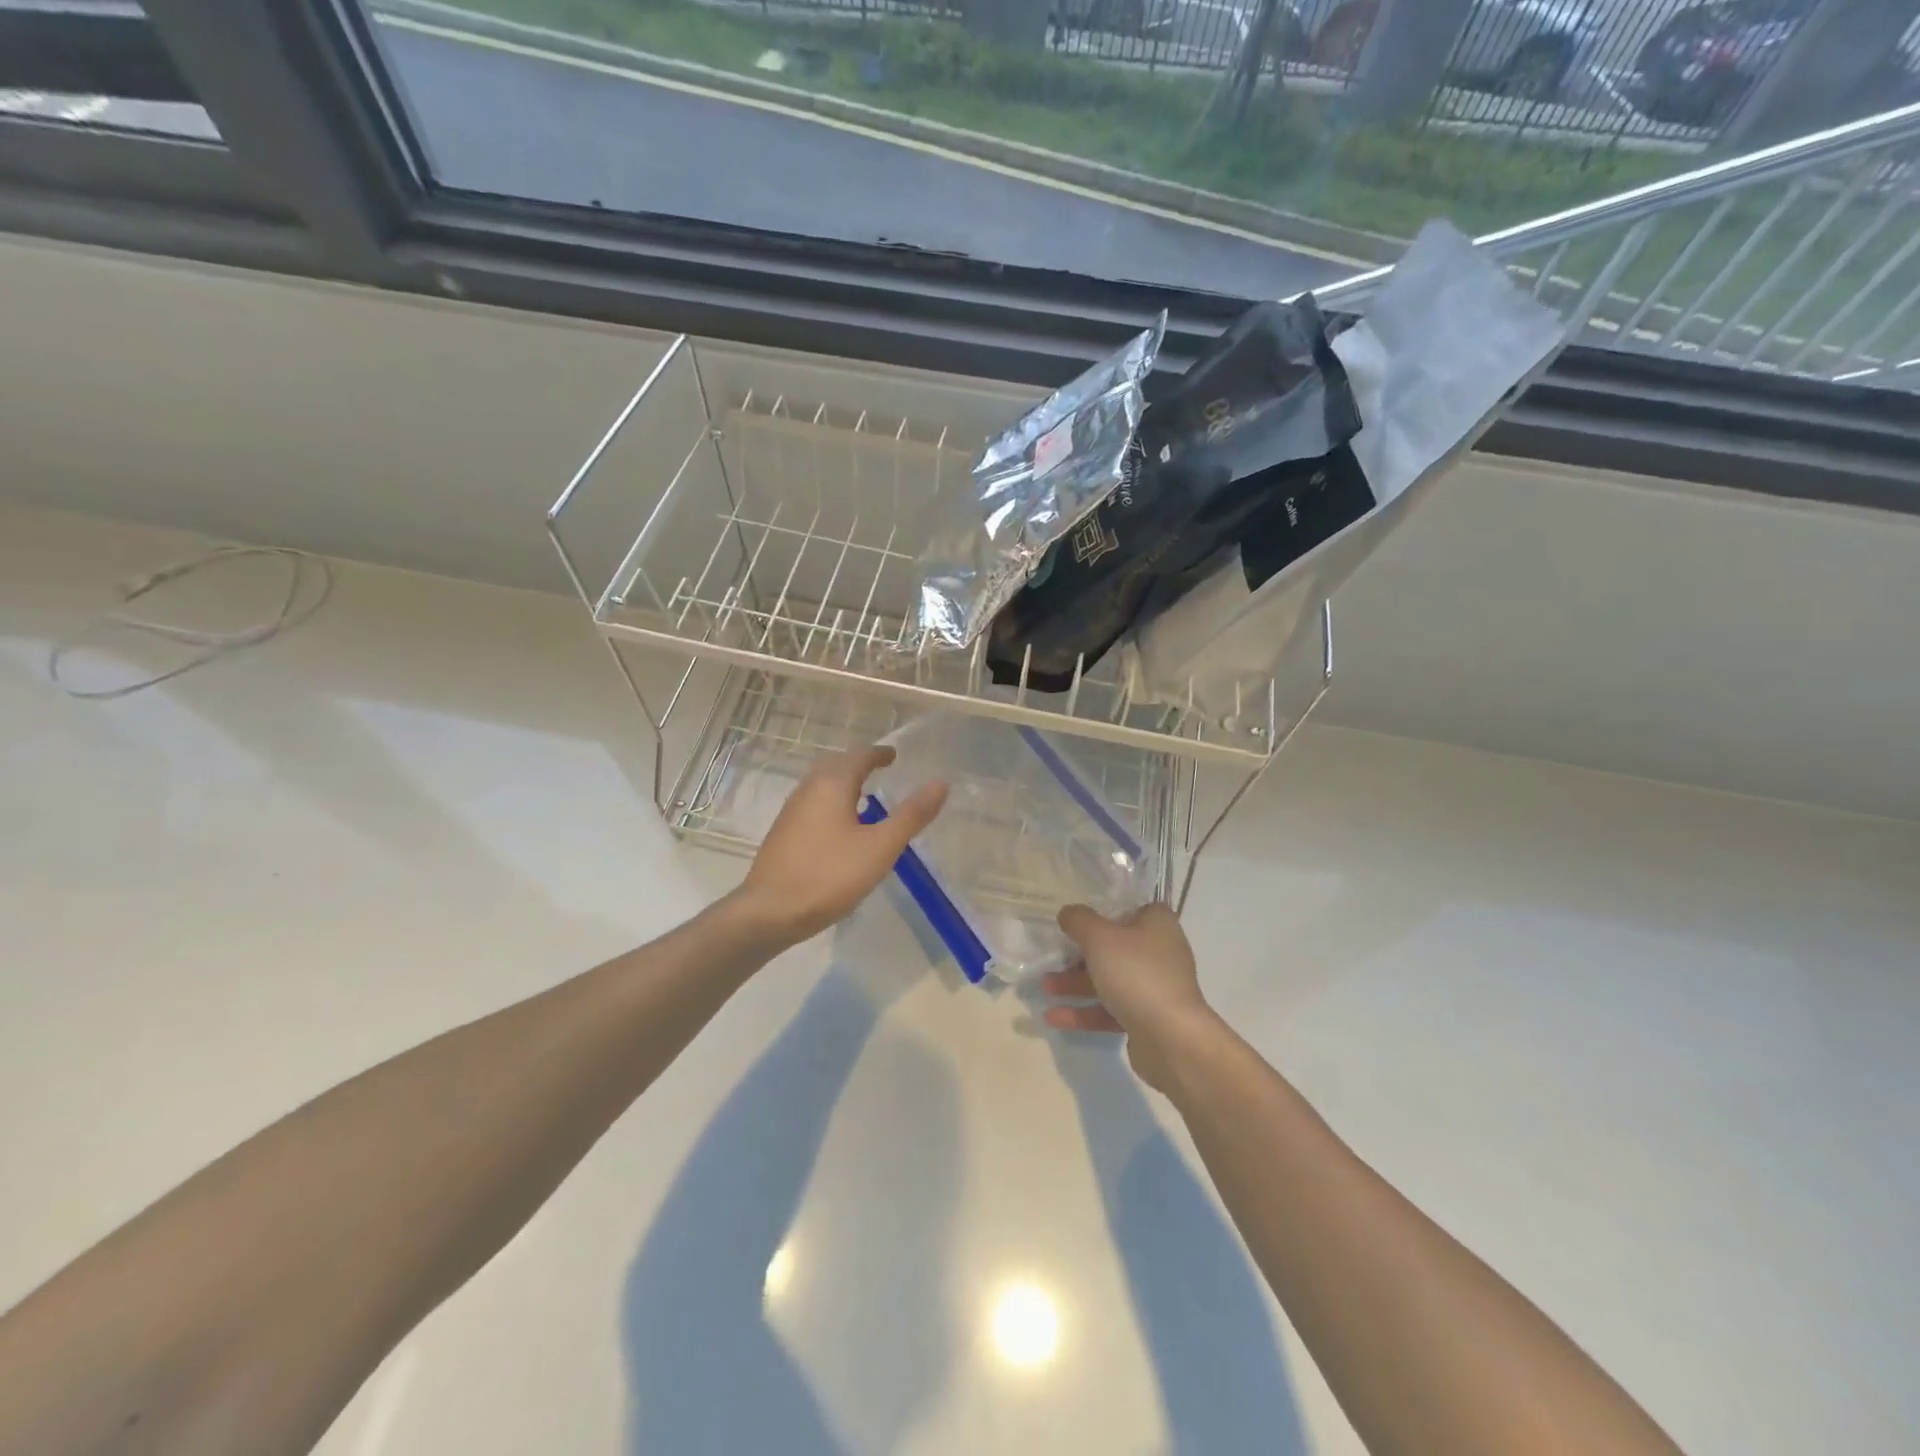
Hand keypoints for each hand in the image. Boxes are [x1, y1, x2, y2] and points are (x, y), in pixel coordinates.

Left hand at [732, 745, 946, 946]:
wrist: (768, 912)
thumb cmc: (829, 876)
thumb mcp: (880, 847)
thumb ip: (911, 815)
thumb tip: (940, 783)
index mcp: (832, 784)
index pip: (859, 756)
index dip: (879, 753)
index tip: (894, 756)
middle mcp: (808, 790)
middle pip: (836, 765)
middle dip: (859, 765)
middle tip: (881, 771)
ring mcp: (791, 812)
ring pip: (821, 786)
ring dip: (844, 785)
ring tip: (865, 799)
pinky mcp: (783, 835)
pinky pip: (813, 806)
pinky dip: (832, 804)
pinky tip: (841, 830)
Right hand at [1040, 902, 1217, 1091]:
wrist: (1172, 1040)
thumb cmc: (1137, 974)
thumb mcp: (1100, 938)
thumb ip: (1079, 921)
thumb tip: (1068, 913)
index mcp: (1157, 924)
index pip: (1130, 908)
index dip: (1104, 911)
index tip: (1077, 919)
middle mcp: (1160, 952)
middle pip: (1114, 946)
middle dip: (1079, 954)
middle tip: (1053, 957)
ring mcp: (1155, 988)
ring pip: (1109, 980)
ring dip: (1076, 984)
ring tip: (1045, 988)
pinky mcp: (1147, 1019)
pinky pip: (1110, 1010)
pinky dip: (1084, 1012)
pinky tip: (1053, 1017)